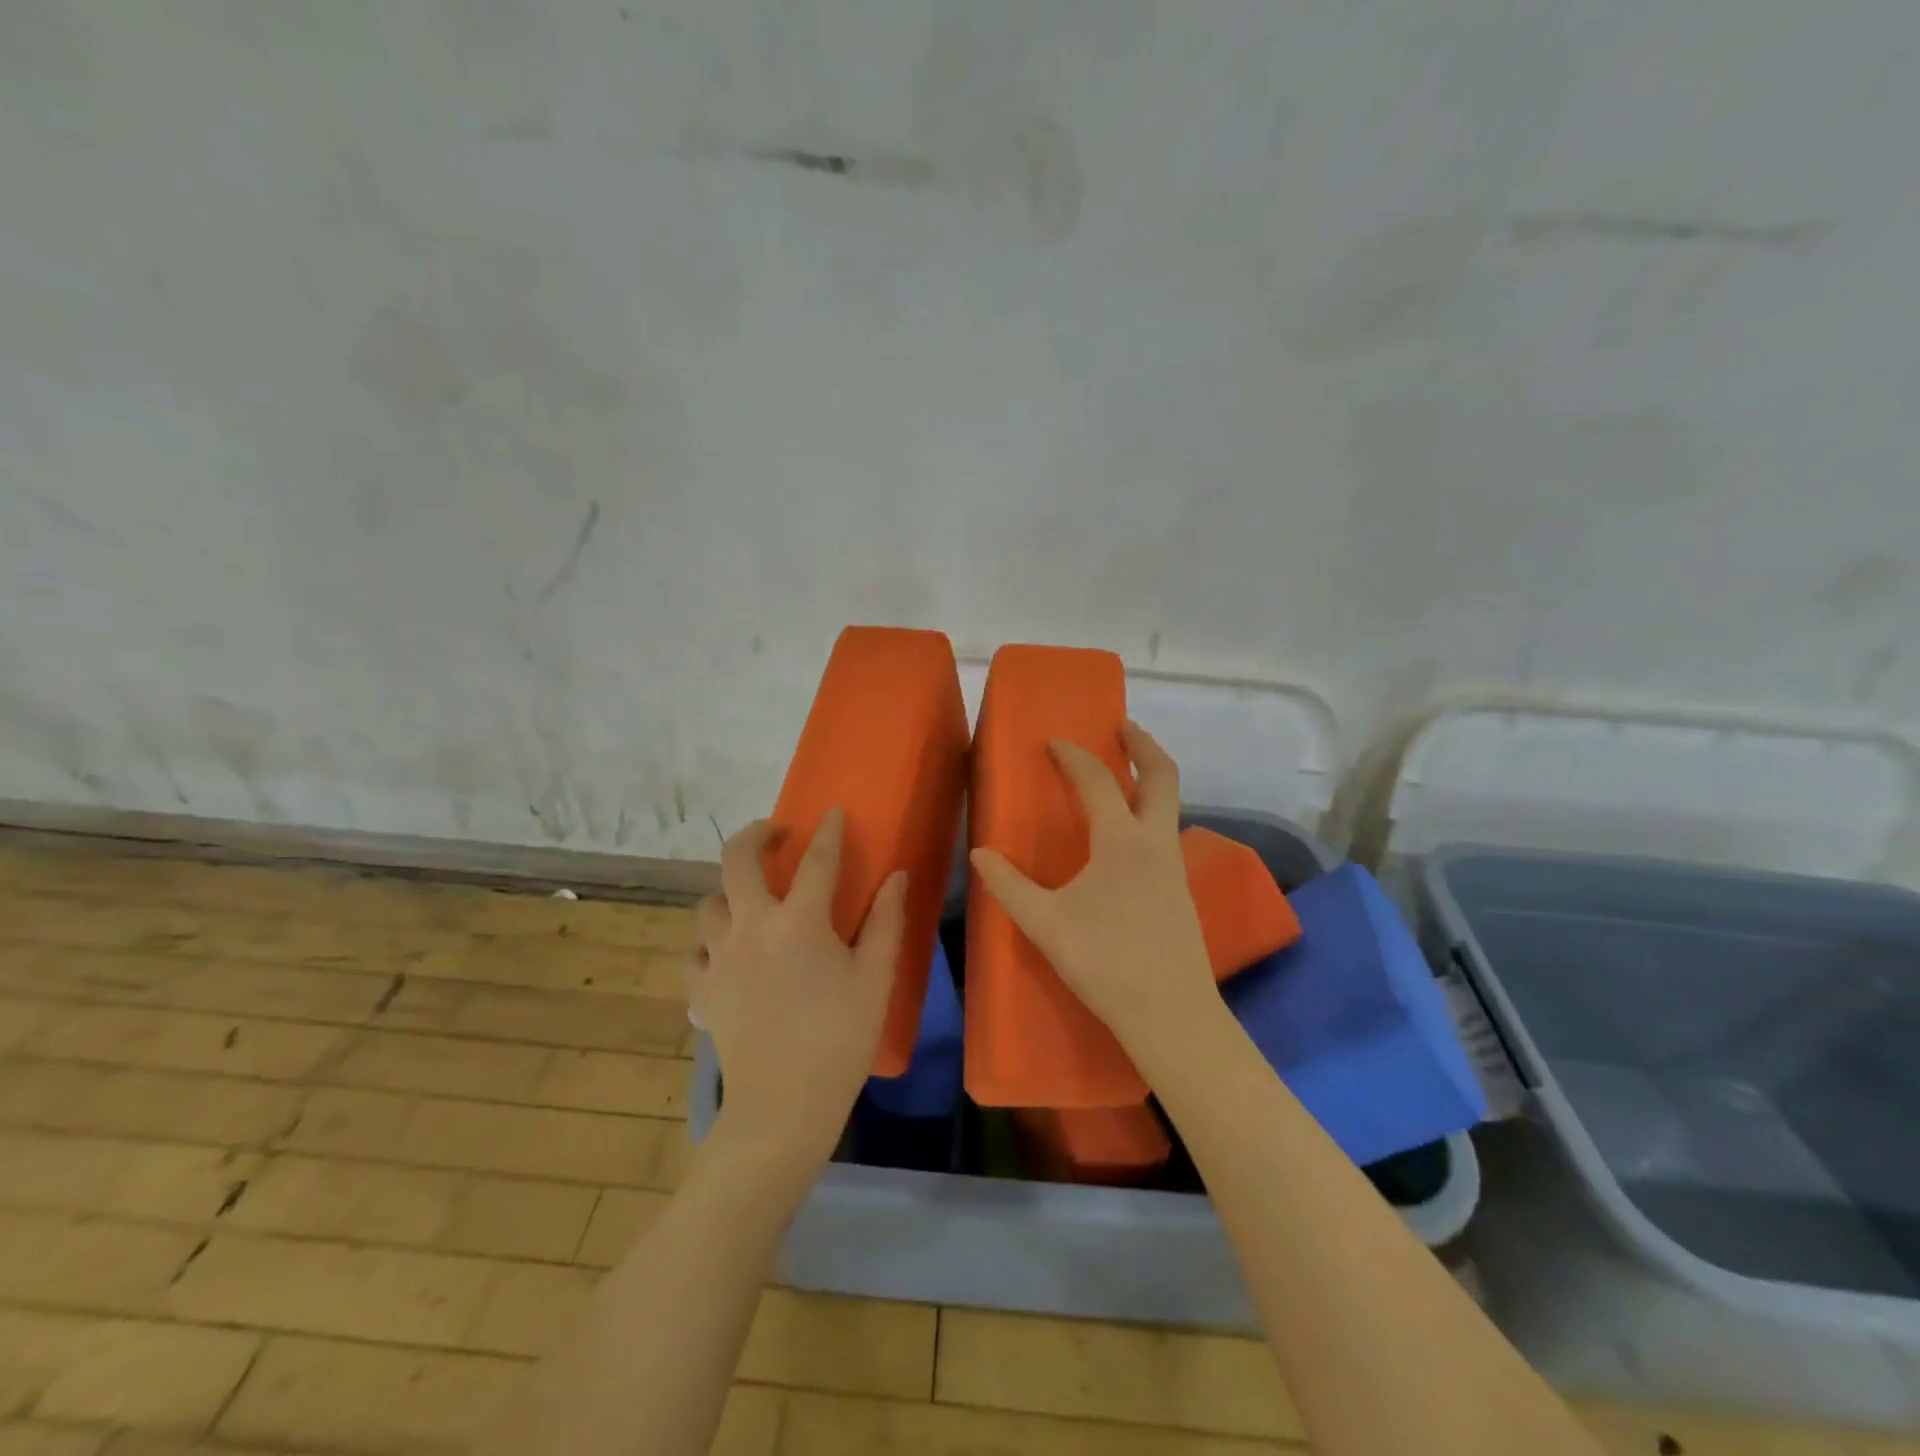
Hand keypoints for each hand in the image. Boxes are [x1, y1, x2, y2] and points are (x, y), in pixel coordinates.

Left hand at [687, 809, 907, 1171]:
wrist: (783, 1107)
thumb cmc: (840, 1039)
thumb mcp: (875, 979)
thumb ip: (885, 921)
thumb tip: (896, 876)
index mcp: (800, 922)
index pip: (817, 860)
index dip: (828, 831)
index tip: (833, 811)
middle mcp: (752, 927)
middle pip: (737, 860)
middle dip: (755, 834)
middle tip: (775, 834)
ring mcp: (720, 957)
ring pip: (708, 903)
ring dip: (728, 890)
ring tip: (749, 897)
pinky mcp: (703, 989)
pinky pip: (695, 951)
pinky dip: (708, 942)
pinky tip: (726, 950)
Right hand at [969, 723, 1217, 1076]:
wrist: (1172, 1014)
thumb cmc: (1106, 962)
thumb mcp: (1046, 923)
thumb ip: (1009, 886)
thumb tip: (980, 854)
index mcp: (1122, 841)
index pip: (1098, 781)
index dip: (1074, 755)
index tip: (1054, 741)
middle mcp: (1156, 843)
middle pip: (1163, 775)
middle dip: (1143, 744)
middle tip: (1121, 727)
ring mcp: (1175, 867)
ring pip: (1170, 805)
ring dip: (1150, 779)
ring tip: (1122, 777)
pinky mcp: (1181, 892)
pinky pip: (1166, 834)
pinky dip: (1149, 814)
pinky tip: (1126, 841)